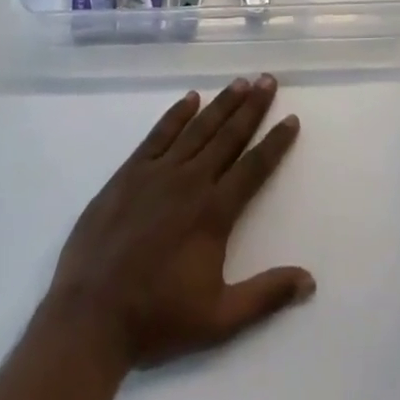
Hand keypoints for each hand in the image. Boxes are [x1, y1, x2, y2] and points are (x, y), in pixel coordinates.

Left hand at [40, 75, 313, 372]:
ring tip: (240, 82)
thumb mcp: (219, 319)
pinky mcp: (129, 173)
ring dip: (221, 103)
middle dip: (252, 107)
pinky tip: (190, 98)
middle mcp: (190, 181)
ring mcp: (157, 173)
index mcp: (214, 212)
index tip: (291, 119)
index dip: (275, 142)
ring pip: (197, 128)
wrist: (89, 318)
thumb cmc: (157, 319)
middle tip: (268, 80)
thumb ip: (265, 295)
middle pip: (228, 136)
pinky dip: (176, 114)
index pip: (254, 167)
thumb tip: (310, 281)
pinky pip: (158, 134)